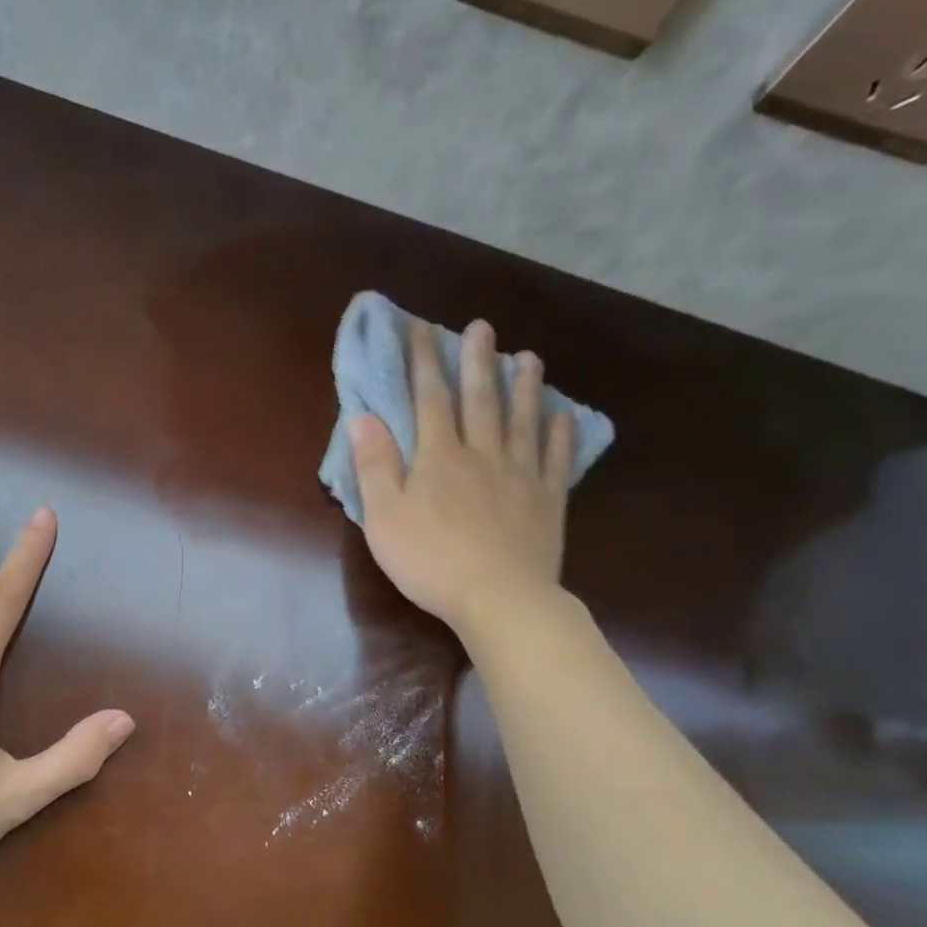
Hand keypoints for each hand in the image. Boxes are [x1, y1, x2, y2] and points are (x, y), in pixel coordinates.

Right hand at [352, 320, 576, 639]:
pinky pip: (556, 459)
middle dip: (477, 361)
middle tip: (483, 327)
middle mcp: (482, 455)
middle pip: (480, 400)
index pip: (429, 400)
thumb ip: (374, 466)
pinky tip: (562, 415)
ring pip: (523, 421)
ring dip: (524, 387)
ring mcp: (520, 476)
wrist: (498, 598)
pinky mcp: (548, 501)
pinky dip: (560, 434)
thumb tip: (363, 417)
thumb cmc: (430, 561)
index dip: (424, 363)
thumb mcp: (383, 517)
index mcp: (439, 458)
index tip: (422, 331)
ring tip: (528, 357)